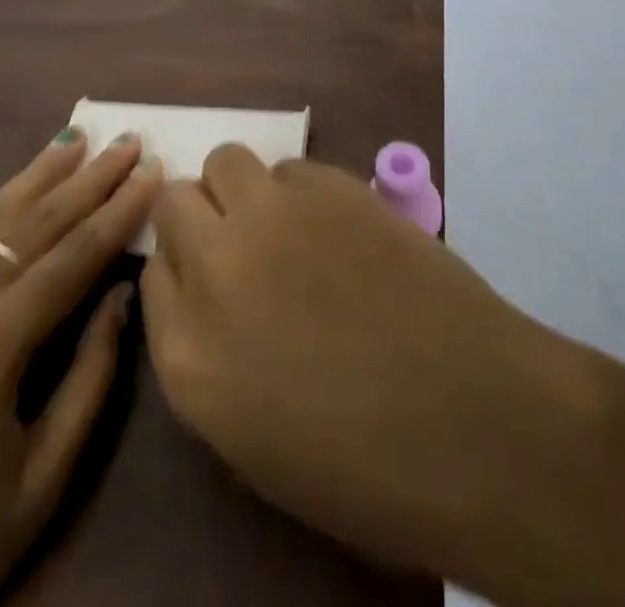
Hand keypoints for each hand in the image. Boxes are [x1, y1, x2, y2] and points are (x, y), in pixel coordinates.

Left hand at [0, 128, 161, 606]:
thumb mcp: (41, 482)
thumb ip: (91, 376)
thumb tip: (121, 292)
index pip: (70, 257)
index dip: (118, 210)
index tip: (153, 169)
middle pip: (29, 225)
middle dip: (86, 179)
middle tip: (127, 138)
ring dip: (34, 179)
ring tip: (74, 139)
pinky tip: (11, 197)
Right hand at [140, 146, 617, 585]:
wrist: (474, 420)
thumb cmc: (364, 462)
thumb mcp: (251, 434)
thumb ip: (208, 350)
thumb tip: (205, 287)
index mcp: (187, 356)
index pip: (151, 274)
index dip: (181, 269)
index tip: (207, 278)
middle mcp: (215, 268)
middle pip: (175, 202)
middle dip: (199, 216)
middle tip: (243, 242)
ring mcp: (272, 217)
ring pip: (226, 161)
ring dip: (243, 189)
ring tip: (284, 223)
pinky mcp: (330, 184)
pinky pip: (290, 167)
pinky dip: (300, 189)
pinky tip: (337, 225)